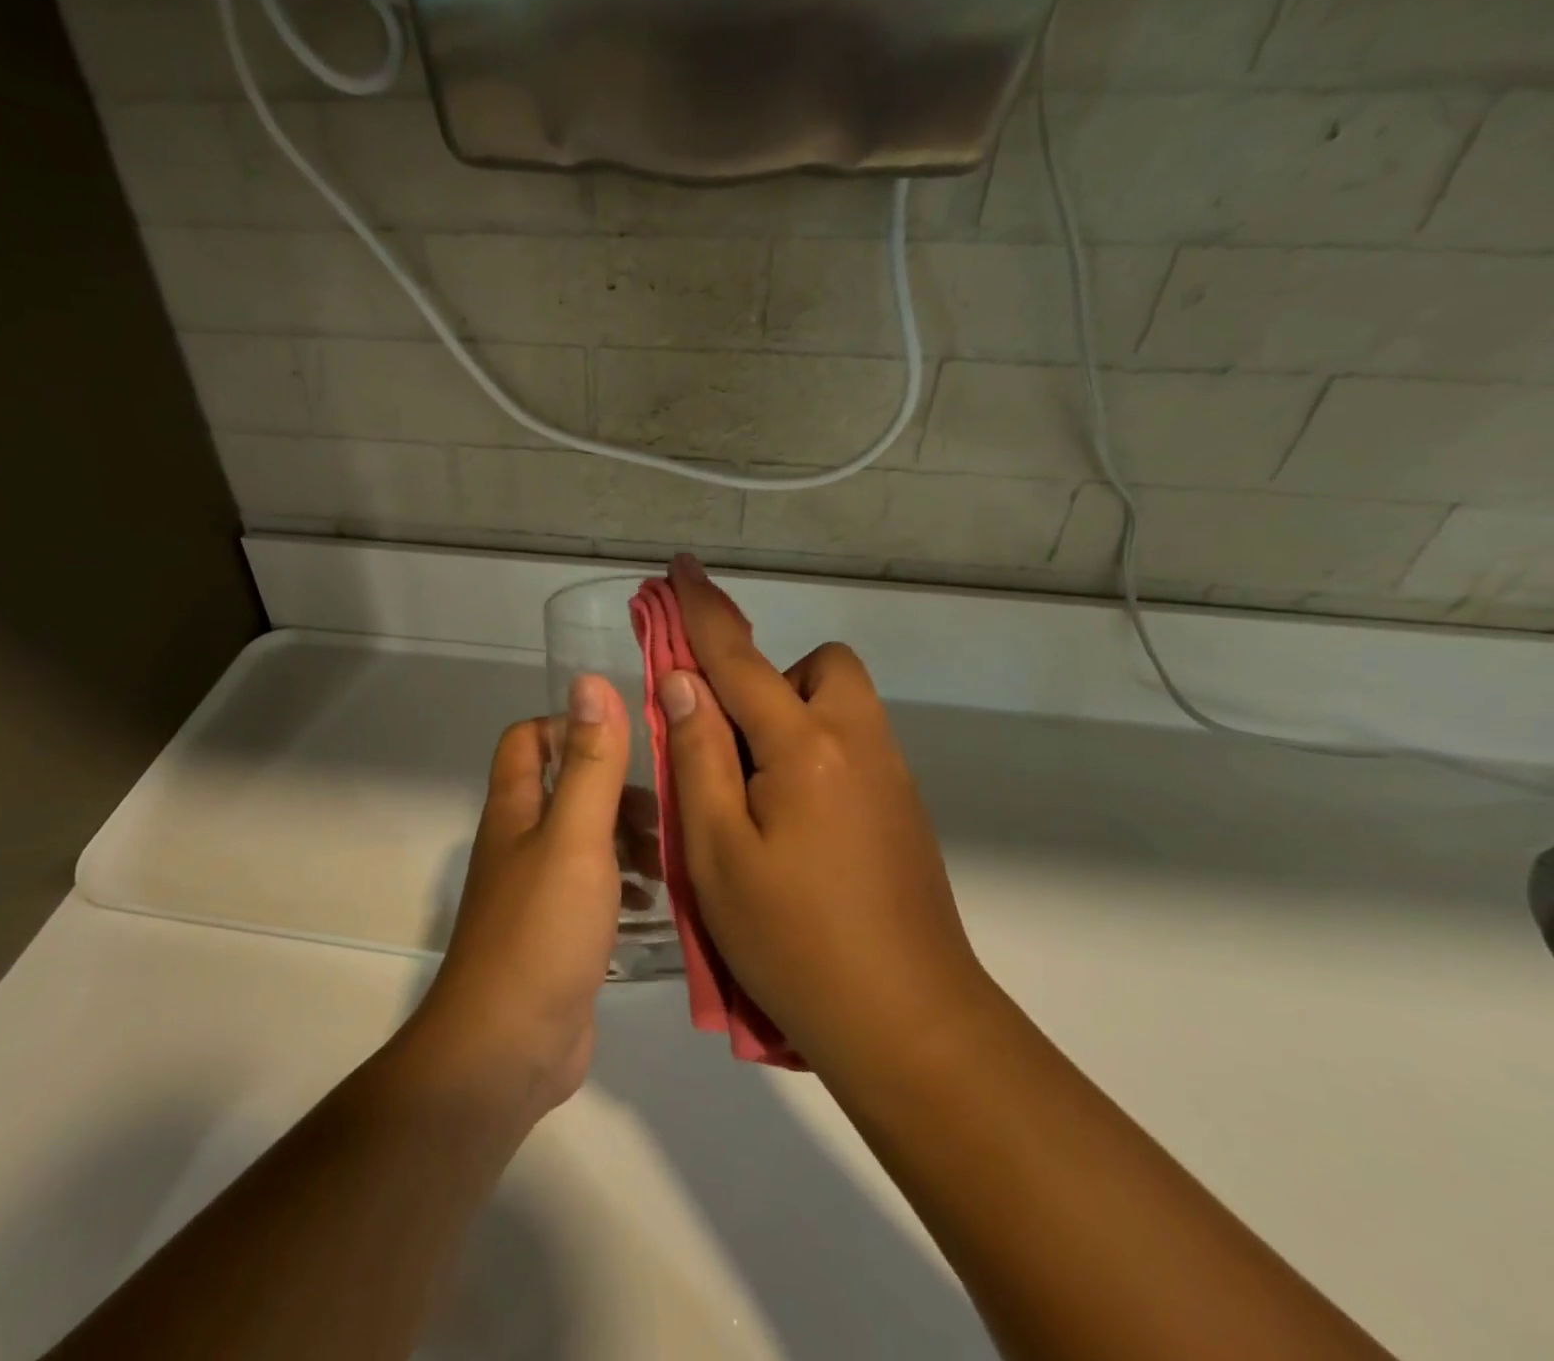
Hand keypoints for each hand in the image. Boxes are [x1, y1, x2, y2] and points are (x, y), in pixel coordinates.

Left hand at [402, 674, 628, 1121]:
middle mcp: (523, 841)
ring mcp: (540, 889)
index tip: (627, 739)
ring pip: (588, 839)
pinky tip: (660, 902)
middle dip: (618, 788)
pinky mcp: (561, 932)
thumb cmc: (542, 930)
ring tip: (672, 858)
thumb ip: (590, 762)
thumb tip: (590, 682)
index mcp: (516, 809)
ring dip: (630, 838)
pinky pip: (598, 888)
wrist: (508, 1049)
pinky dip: (628, 883)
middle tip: (669, 810)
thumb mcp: (576, 836)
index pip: (529, 738)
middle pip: (568, 788)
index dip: (570, 725)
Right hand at [659, 556, 990, 1076]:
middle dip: (769, 680)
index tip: (680, 567)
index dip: (702, 610)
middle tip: (732, 744)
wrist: (908, 1023)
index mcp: (804, 746)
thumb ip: (698, 754)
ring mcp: (891, 774)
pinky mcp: (904, 808)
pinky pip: (853, 745)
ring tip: (756, 793)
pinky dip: (814, 753)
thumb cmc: (793, 940)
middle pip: (818, 667)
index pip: (739, 657)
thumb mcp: (717, 851)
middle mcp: (858, 741)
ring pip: (839, 705)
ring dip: (791, 719)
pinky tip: (794, 825)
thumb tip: (682, 681)